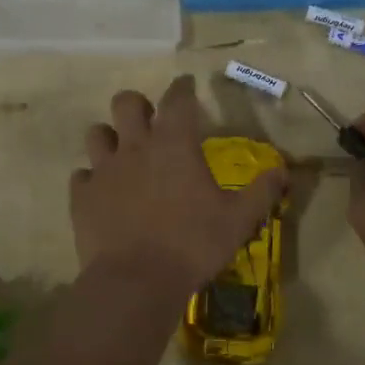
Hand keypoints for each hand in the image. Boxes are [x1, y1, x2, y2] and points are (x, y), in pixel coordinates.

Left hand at [71, 75, 288, 294]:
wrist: (135, 281)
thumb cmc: (192, 245)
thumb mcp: (238, 220)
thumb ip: (261, 192)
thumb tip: (282, 170)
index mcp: (174, 144)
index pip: (177, 99)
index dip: (182, 87)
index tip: (185, 83)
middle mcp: (135, 147)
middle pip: (126, 103)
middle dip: (138, 105)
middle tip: (149, 121)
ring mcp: (104, 170)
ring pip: (97, 133)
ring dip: (110, 137)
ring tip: (121, 153)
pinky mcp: (82, 196)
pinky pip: (81, 176)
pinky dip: (91, 179)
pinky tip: (101, 192)